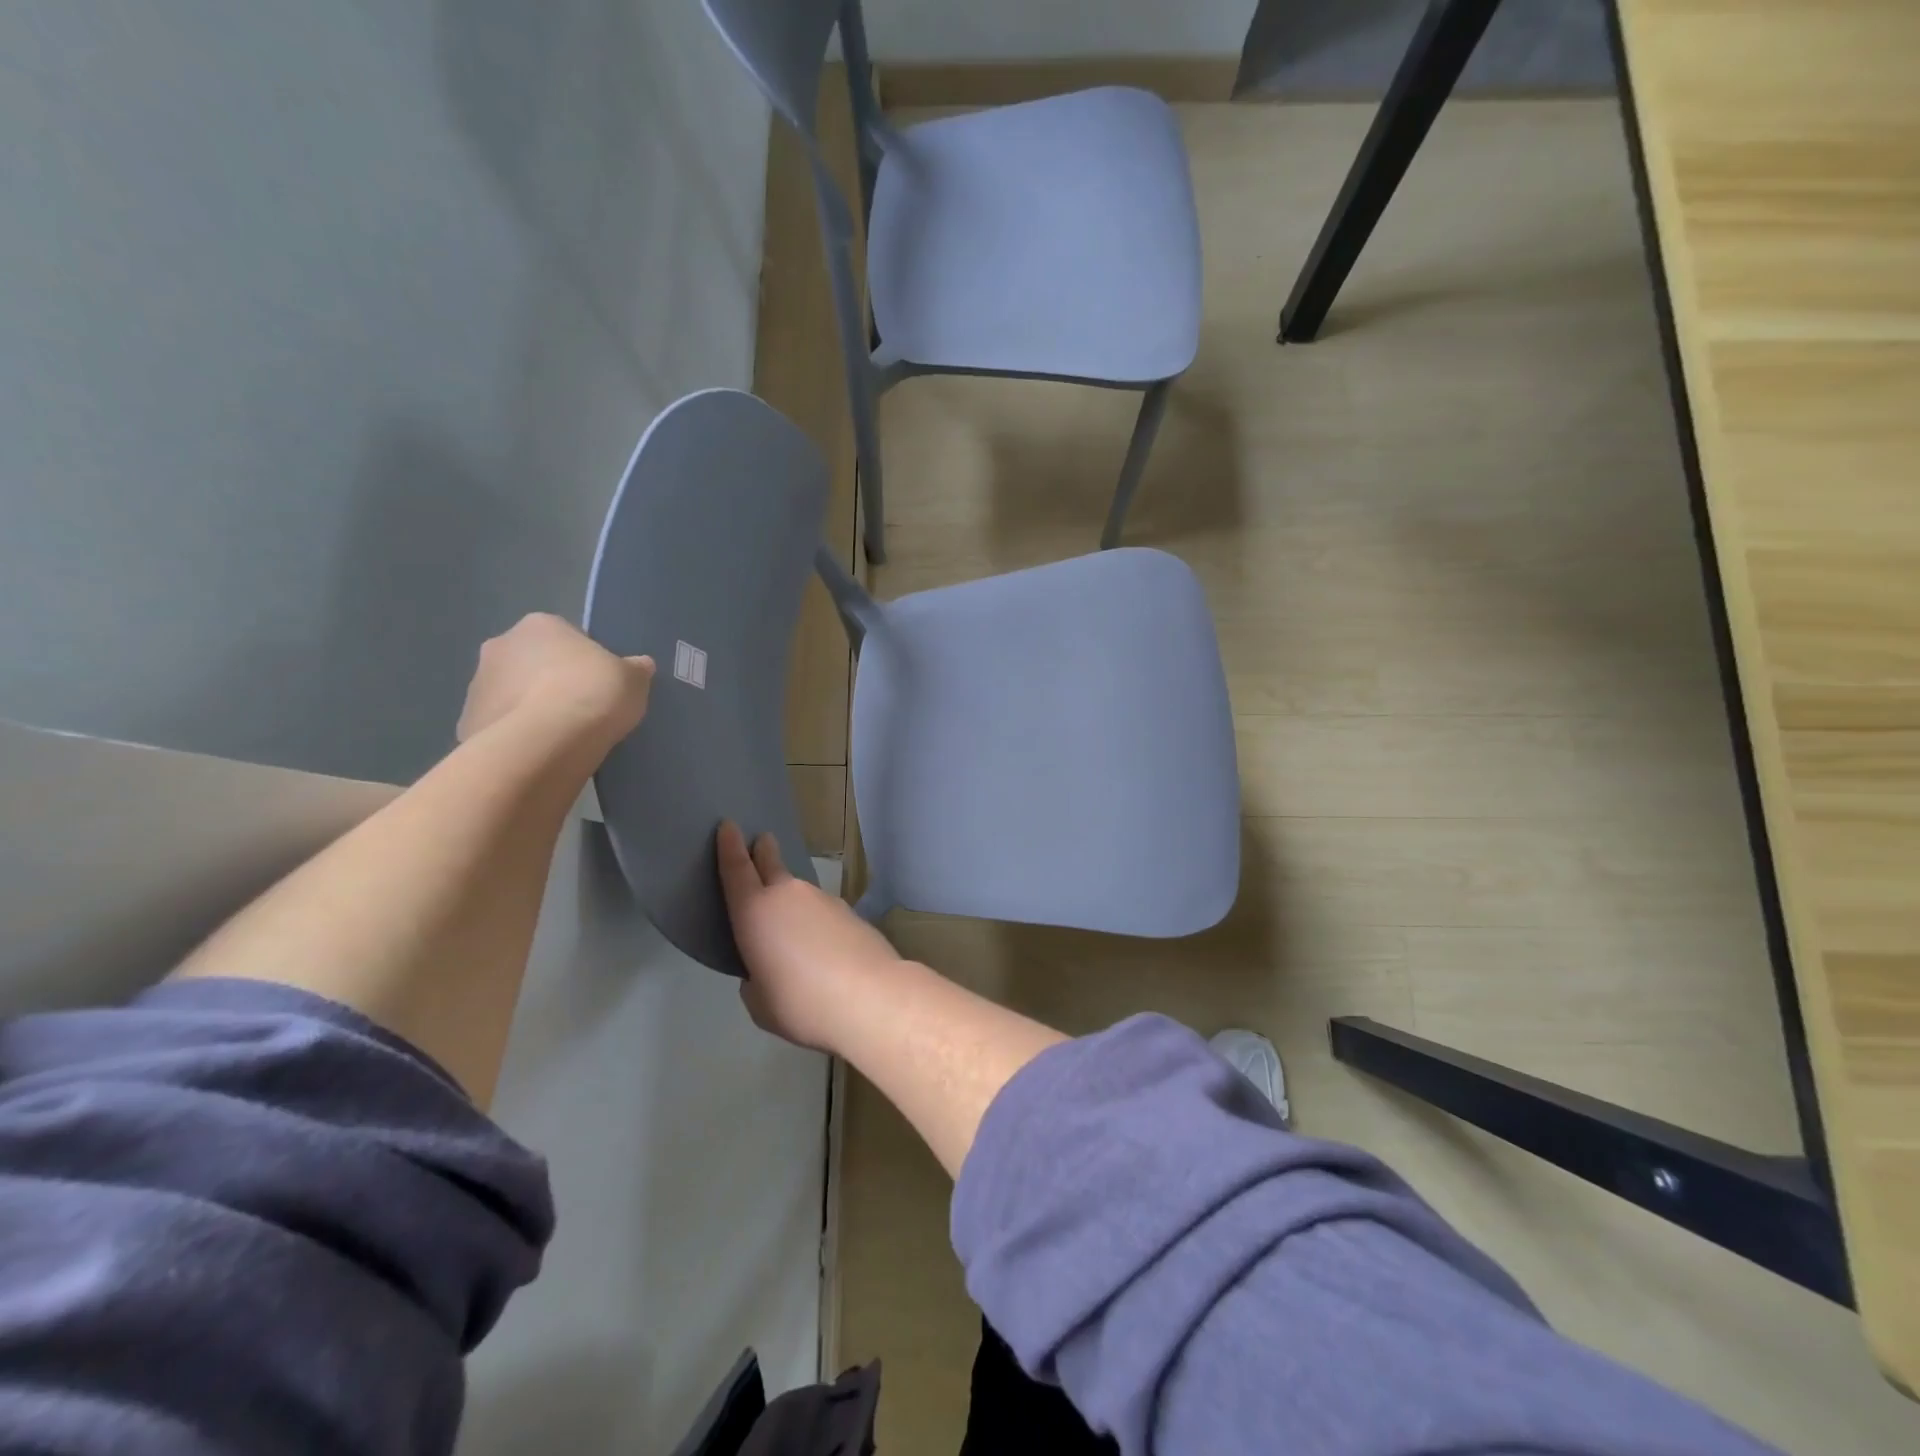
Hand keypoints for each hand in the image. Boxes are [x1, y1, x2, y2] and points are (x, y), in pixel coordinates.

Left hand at [457, 613, 652, 757]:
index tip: (599, 685)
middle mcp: (501, 645)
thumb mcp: (633, 679)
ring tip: (561, 737)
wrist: (547, 742)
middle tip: (580, 709)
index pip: (565, 637)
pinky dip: (517, 735)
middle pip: (532, 662)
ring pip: (512, 693)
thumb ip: (634, 669)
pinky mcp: (468, 721)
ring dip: (530, 707)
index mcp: (541, 625)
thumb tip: (639, 665)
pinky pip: (499, 725)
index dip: (585, 662)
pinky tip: (540, 752)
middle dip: (550, 681)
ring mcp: (478, 684)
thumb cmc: (593, 694)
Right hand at [717, 821, 901, 1051]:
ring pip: (800, 891)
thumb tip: (768, 968)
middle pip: (771, 864)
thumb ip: (757, 978)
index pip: (736, 870)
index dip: (729, 847)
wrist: (869, 996)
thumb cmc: (801, 1003)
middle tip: (762, 841)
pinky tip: (823, 944)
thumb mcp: (760, 1002)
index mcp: (755, 912)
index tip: (728, 826)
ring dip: (793, 897)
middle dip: (764, 851)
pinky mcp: (851, 912)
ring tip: (793, 924)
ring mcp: (824, 900)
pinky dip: (816, 919)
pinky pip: (822, 910)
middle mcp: (788, 895)